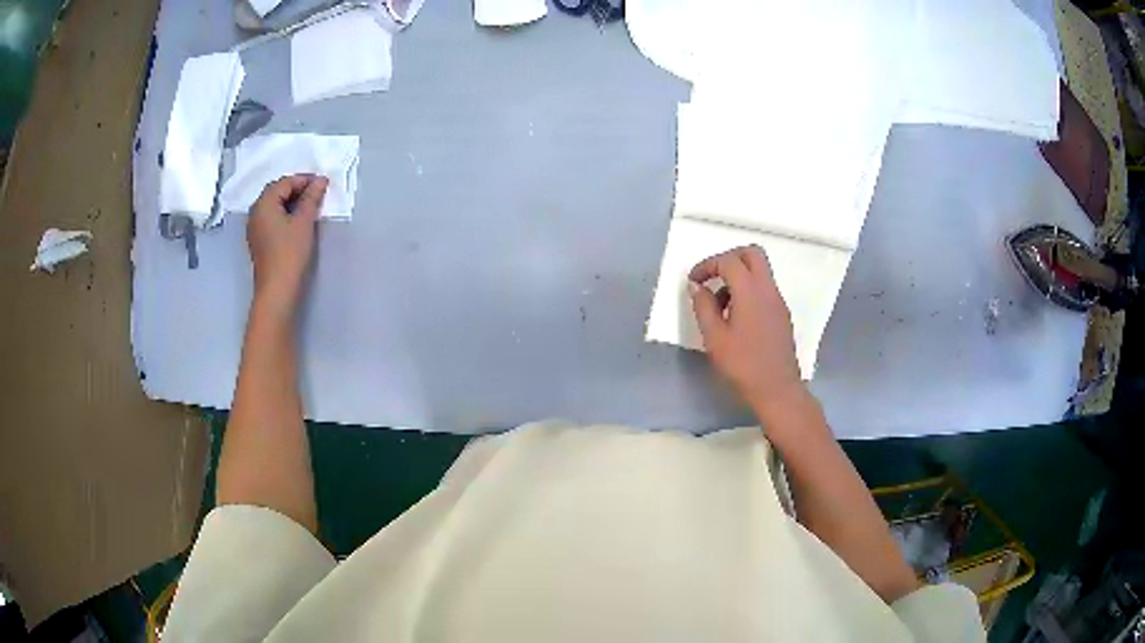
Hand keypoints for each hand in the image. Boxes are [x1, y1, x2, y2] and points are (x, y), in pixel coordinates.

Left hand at [247, 174, 327, 312]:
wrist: (277, 290)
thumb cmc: (289, 253)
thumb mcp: (304, 222)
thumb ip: (312, 198)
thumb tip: (320, 181)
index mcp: (263, 203)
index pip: (284, 182)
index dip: (304, 180)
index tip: (322, 184)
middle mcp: (255, 212)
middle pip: (276, 192)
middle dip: (297, 189)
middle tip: (317, 193)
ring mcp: (255, 228)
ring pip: (274, 206)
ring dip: (291, 202)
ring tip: (310, 207)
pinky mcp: (259, 241)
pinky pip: (272, 219)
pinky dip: (285, 215)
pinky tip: (297, 222)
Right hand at [689, 245, 803, 414]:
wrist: (777, 390)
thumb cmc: (743, 365)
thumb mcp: (715, 337)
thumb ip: (703, 306)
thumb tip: (697, 287)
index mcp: (751, 291)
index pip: (729, 260)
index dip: (707, 265)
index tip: (693, 282)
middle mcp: (768, 289)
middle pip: (752, 254)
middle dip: (728, 259)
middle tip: (711, 278)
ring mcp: (778, 301)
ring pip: (759, 271)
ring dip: (738, 277)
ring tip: (719, 306)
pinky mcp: (782, 315)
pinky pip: (764, 289)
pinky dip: (747, 291)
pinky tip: (735, 318)